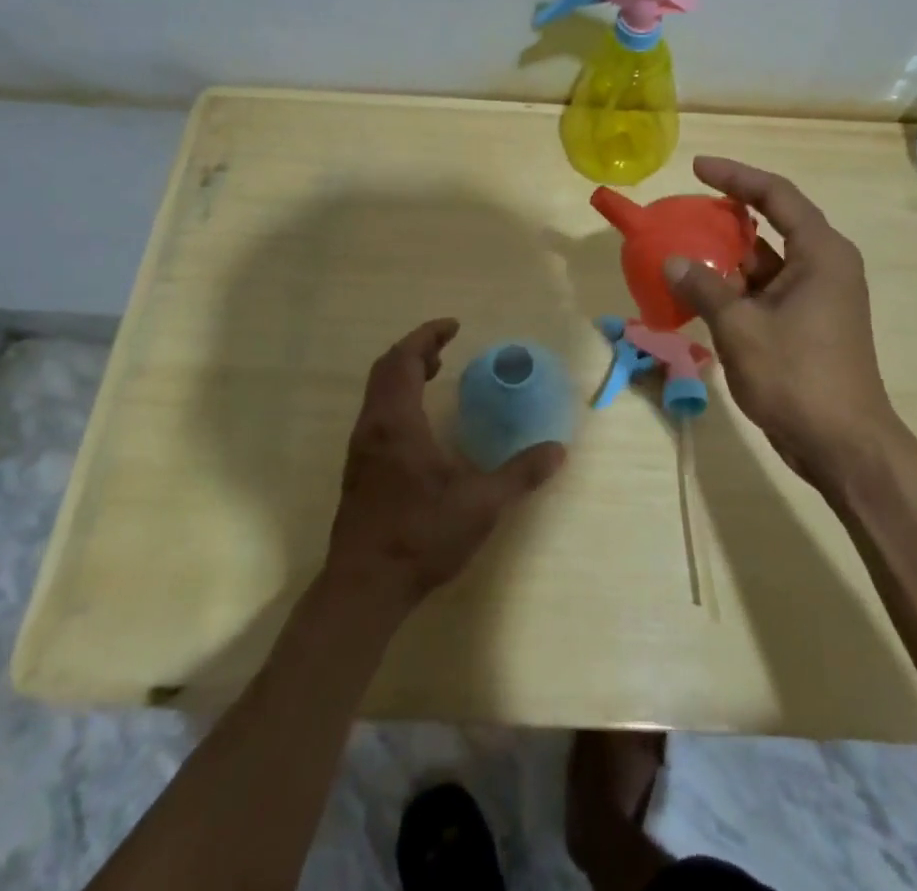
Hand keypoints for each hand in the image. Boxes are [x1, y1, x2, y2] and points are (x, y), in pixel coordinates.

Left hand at [325, 319, 565, 609]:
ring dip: (404, 374)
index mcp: (396, 423)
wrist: (364, 588)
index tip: (453, 327)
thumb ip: (520, 474)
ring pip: (378, 393)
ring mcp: (361, 450)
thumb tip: (557, 451)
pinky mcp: (359, 471)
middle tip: (445, 347)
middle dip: (415, 350)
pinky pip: (377, 414)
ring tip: (435, 374)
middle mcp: (373, 427)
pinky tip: (421, 423)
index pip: (403, 360)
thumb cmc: (420, 536)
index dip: (427, 337)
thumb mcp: (481, 504)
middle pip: (386, 370)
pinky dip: (398, 398)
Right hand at [663, 157, 901, 492]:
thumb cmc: (797, 376)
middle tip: (684, 212)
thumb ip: (704, 288)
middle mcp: (823, 266)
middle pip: (771, 224)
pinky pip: (766, 290)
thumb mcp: (741, 328)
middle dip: (726, 217)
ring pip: (766, 262)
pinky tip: (700, 294)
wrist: (843, 446)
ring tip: (682, 251)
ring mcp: (817, 297)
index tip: (697, 167)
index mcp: (820, 253)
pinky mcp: (808, 324)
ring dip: (727, 257)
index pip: (775, 195)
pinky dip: (735, 288)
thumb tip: (672, 261)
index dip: (735, 176)